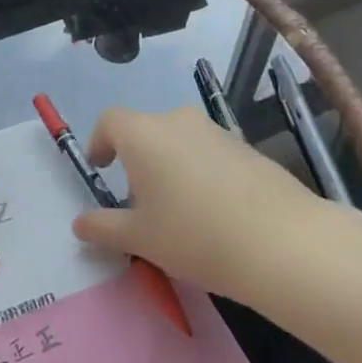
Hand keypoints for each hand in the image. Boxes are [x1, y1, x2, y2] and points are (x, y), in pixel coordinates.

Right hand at [71, 105, 322, 302]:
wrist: (282, 241)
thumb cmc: (194, 235)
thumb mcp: (141, 239)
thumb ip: (104, 227)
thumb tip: (80, 224)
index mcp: (143, 134)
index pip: (110, 121)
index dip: (100, 142)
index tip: (102, 170)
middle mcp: (177, 121)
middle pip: (146, 131)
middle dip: (137, 161)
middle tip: (142, 204)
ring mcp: (216, 131)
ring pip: (180, 141)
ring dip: (171, 166)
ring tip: (181, 213)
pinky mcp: (247, 147)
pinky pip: (210, 153)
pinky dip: (202, 173)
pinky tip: (216, 213)